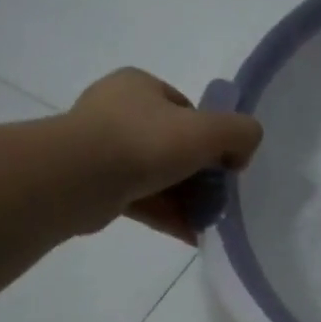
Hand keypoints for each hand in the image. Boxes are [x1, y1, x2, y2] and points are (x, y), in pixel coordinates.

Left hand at [64, 68, 263, 241]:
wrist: (78, 178)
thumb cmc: (145, 142)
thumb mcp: (210, 130)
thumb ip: (241, 133)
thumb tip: (241, 154)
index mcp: (139, 87)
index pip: (186, 109)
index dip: (210, 136)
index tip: (224, 162)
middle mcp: (116, 111)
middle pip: (173, 144)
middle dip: (199, 173)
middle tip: (220, 197)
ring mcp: (100, 149)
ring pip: (156, 175)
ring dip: (185, 199)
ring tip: (210, 221)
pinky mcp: (94, 185)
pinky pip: (141, 199)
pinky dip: (167, 215)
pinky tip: (193, 235)